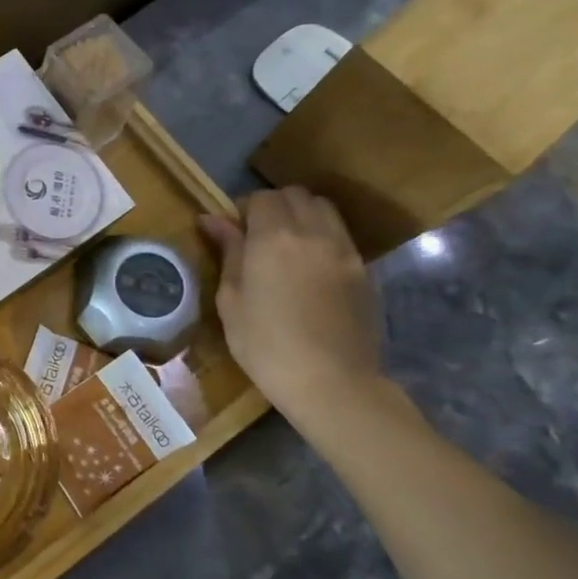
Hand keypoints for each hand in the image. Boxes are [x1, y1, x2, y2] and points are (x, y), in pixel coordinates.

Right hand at [198, 188, 383, 413]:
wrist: (332, 383)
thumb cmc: (266, 346)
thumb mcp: (231, 300)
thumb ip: (228, 253)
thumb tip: (213, 219)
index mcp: (273, 238)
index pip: (261, 197)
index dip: (243, 208)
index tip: (232, 231)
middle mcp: (313, 233)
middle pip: (295, 195)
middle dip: (274, 206)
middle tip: (257, 235)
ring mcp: (344, 250)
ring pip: (323, 209)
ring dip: (302, 215)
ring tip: (286, 246)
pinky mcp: (363, 270)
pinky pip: (340, 235)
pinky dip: (322, 236)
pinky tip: (309, 267)